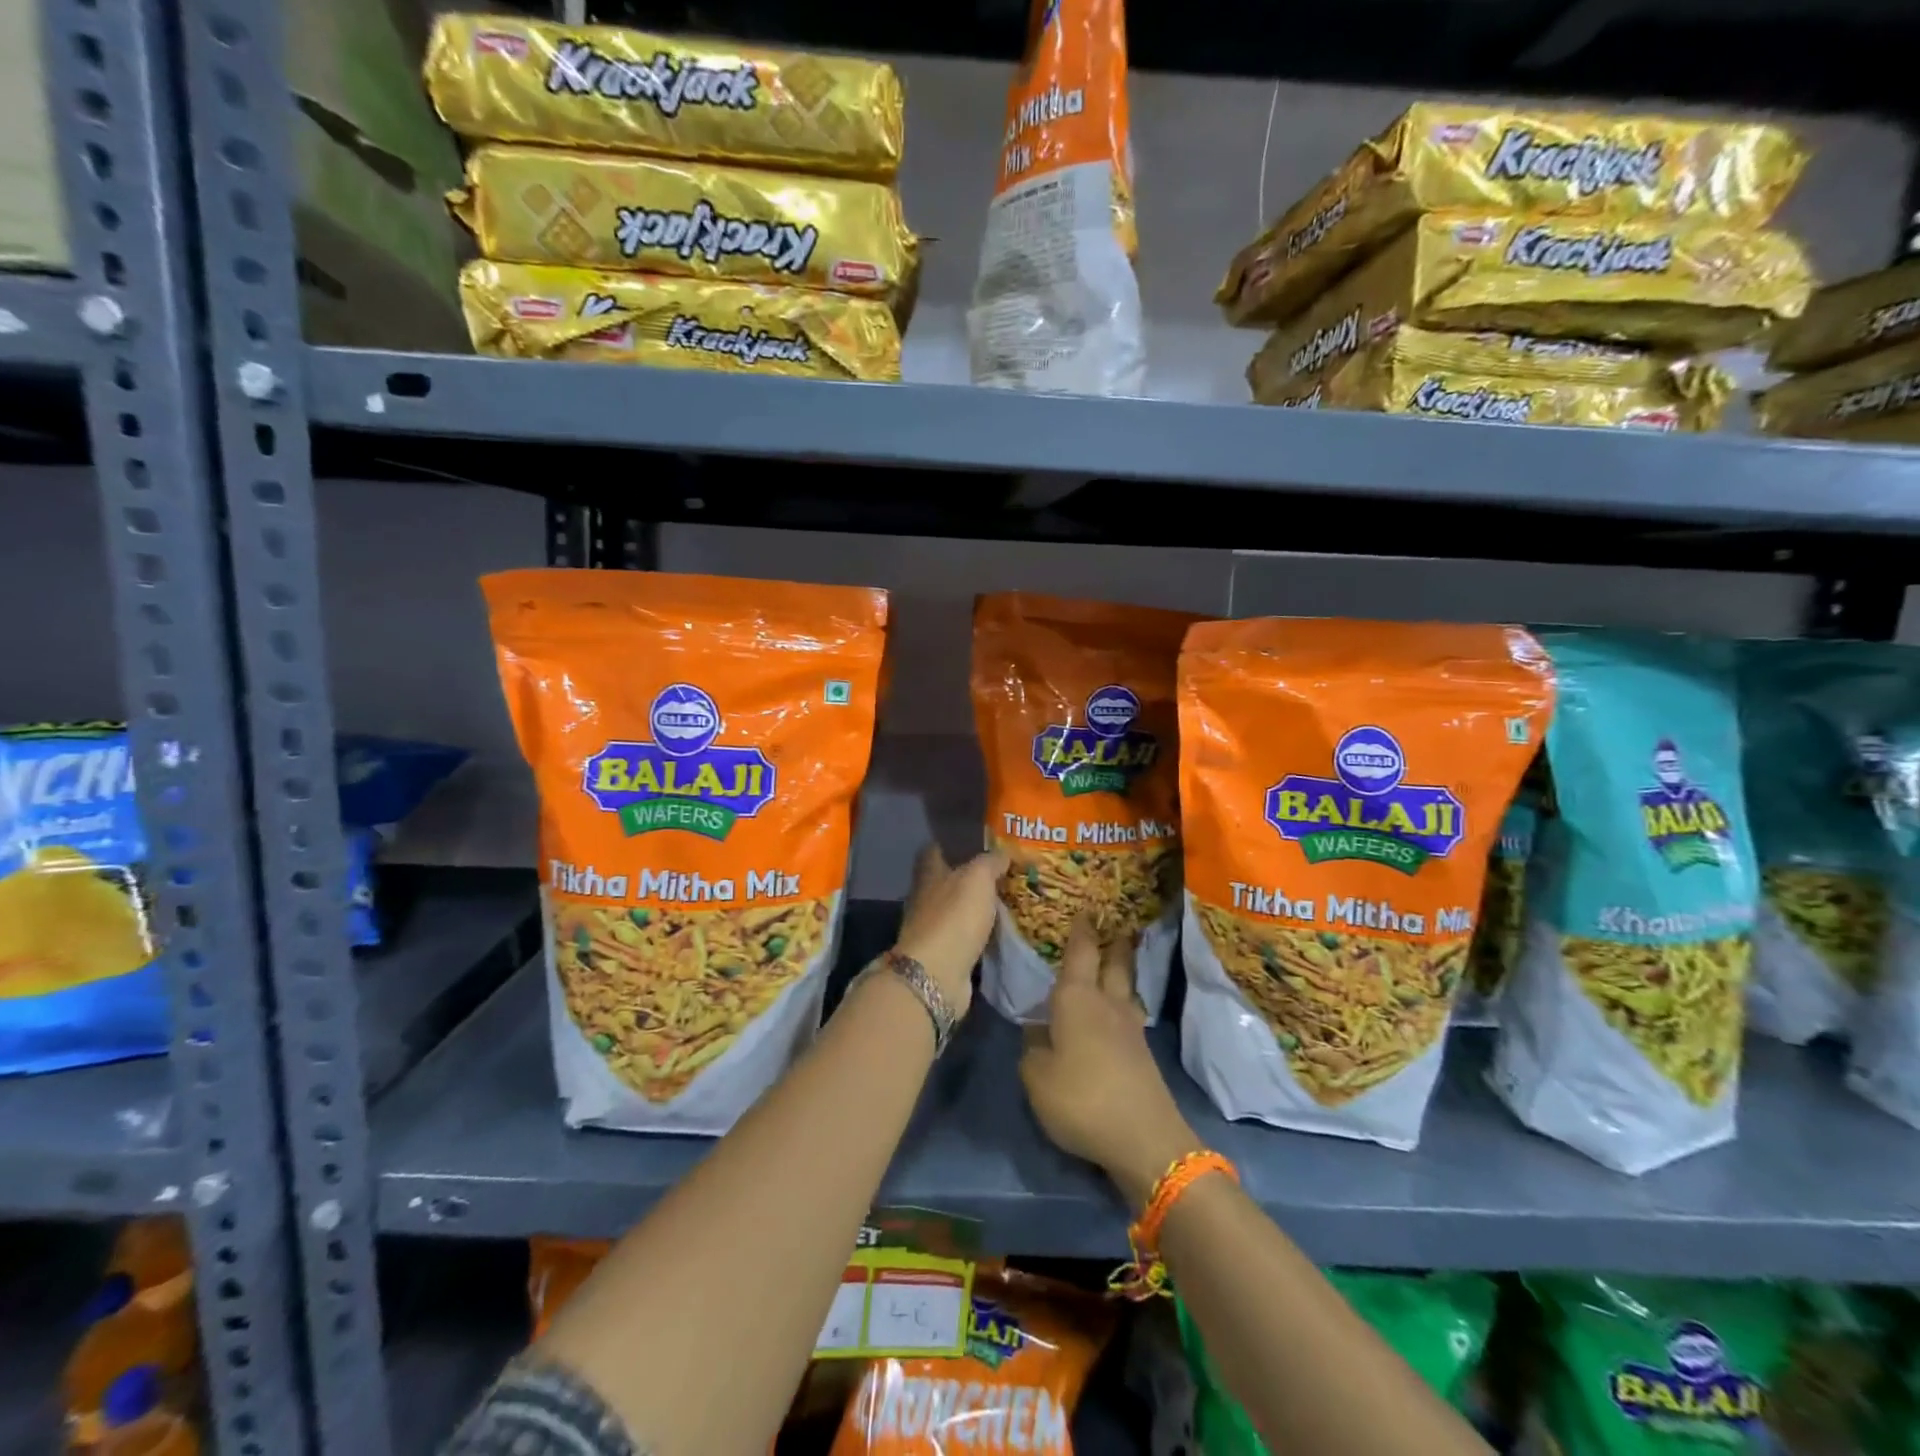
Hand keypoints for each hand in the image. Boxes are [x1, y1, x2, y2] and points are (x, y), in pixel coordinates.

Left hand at [892, 842, 1006, 1013]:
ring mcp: (933, 929)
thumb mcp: (978, 878)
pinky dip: (981, 934)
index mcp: (929, 874)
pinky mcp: (945, 955)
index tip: (979, 842)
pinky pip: (966, 937)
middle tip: (1005, 874)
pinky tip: (1001, 932)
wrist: (938, 974)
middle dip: (972, 878)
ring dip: (977, 908)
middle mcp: (926, 898)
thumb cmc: (955, 917)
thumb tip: (1003, 853)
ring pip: (958, 910)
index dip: (954, 844)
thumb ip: (990, 862)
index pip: (936, 850)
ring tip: (1009, 902)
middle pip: (948, 881)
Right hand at [1020, 919, 1199, 1208]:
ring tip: (1113, 962)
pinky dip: (1120, 1004)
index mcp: (1077, 998)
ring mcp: (1130, 1028)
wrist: (1145, 1140)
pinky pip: (1128, 1015)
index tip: (1085, 908)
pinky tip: (1112, 1014)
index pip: (1081, 952)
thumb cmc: (1082, 1098)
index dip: (1082, 929)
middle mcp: (1107, 1003)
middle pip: (1114, 962)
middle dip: (1112, 942)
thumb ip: (1032, 1049)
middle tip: (1113, 924)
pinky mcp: (1142, 1054)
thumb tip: (1038, 1032)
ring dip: (1121, 970)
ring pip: (1125, 988)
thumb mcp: (1037, 1077)